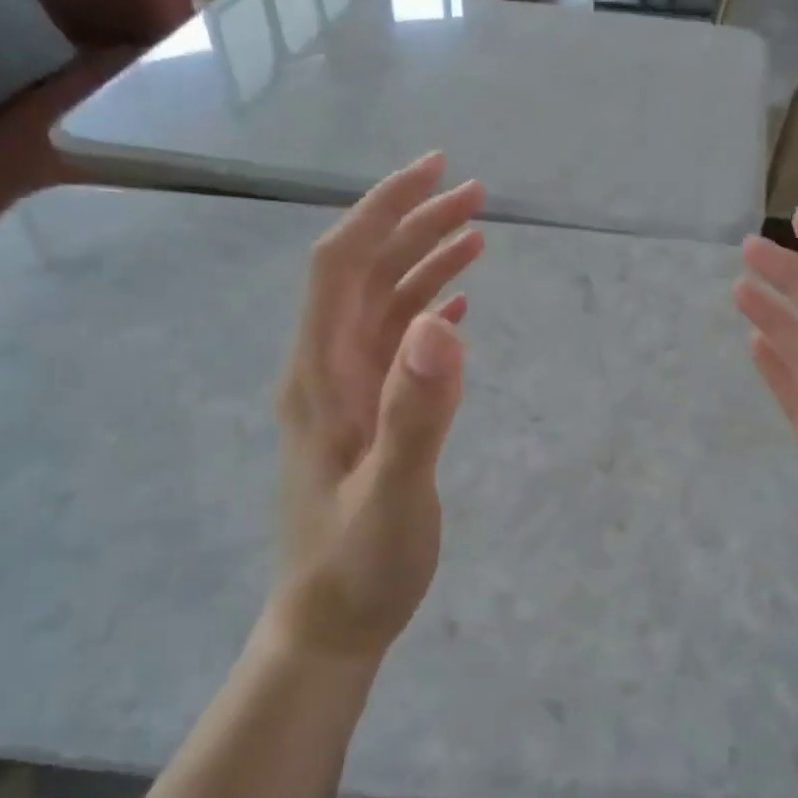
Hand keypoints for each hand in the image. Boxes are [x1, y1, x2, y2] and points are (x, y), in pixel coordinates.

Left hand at [268, 154, 484, 661]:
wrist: (331, 625)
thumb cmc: (358, 568)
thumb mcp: (393, 495)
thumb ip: (416, 412)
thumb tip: (440, 321)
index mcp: (321, 377)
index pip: (342, 267)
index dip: (383, 211)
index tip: (435, 171)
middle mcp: (327, 372)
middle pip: (366, 275)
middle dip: (414, 225)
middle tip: (476, 194)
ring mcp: (348, 395)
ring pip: (384, 308)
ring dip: (425, 265)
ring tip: (477, 235)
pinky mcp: (369, 417)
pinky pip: (397, 347)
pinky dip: (427, 314)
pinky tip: (456, 307)